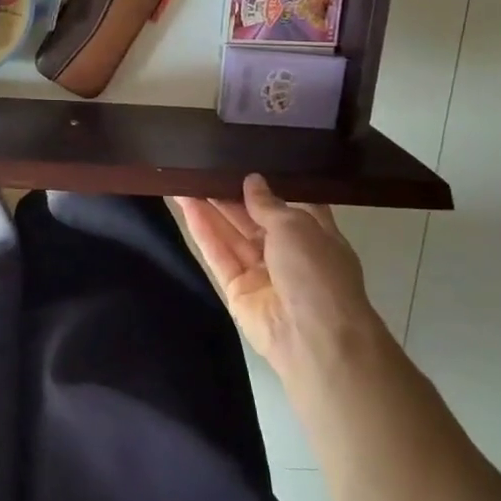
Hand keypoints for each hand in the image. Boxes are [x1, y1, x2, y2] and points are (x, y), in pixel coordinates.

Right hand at [172, 175, 372, 375]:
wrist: (315, 339)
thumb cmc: (317, 273)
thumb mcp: (297, 226)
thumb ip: (267, 203)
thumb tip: (252, 181)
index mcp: (315, 236)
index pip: (289, 204)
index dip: (266, 185)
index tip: (242, 161)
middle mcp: (288, 252)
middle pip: (254, 218)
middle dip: (230, 194)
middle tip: (203, 167)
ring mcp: (261, 272)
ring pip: (231, 234)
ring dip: (210, 207)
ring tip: (184, 179)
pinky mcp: (236, 289)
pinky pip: (218, 254)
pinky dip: (202, 229)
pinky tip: (185, 204)